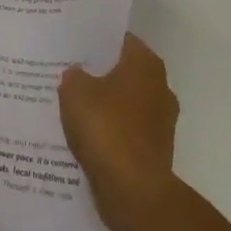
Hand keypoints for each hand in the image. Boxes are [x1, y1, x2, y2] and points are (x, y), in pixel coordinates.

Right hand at [59, 34, 179, 230]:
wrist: (133, 191)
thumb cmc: (106, 128)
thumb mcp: (75, 91)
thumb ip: (74, 75)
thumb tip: (78, 73)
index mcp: (146, 64)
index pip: (121, 40)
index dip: (97, 40)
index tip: (75, 43)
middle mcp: (160, 87)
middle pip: (124, 72)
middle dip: (100, 73)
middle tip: (69, 72)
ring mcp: (161, 121)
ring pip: (125, 103)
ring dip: (104, 105)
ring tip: (72, 106)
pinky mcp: (154, 150)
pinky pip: (126, 131)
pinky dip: (109, 132)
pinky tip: (84, 135)